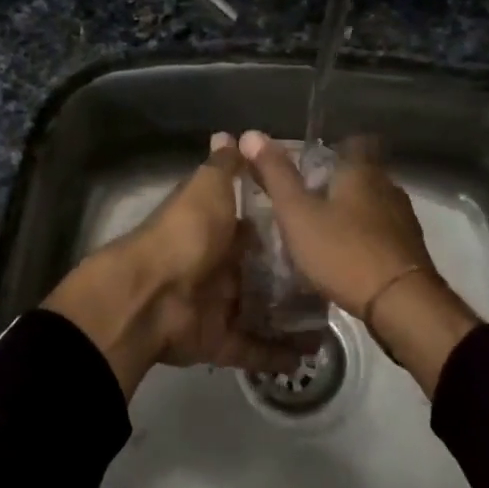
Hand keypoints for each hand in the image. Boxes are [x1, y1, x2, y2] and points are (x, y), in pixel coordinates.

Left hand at [44, 134, 315, 398]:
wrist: (150, 295)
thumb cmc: (186, 234)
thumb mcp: (207, 189)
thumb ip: (223, 167)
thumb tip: (228, 133)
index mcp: (216, 231)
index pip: (255, 228)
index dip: (283, 228)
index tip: (320, 229)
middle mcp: (218, 268)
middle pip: (262, 274)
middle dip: (294, 277)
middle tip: (337, 279)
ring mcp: (218, 307)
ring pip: (263, 312)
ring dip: (293, 317)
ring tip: (334, 319)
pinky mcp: (219, 341)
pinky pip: (253, 349)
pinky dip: (278, 354)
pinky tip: (312, 354)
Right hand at [239, 131, 477, 393]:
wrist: (400, 303)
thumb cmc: (343, 251)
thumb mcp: (297, 213)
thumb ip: (275, 175)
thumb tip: (251, 134)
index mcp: (362, 171)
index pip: (355, 141)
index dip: (335, 147)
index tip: (313, 161)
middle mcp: (388, 187)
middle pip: (363, 174)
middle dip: (338, 184)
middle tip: (308, 200)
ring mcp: (403, 219)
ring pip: (374, 204)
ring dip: (352, 214)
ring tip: (324, 232)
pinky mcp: (410, 250)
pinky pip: (383, 233)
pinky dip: (365, 239)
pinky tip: (347, 258)